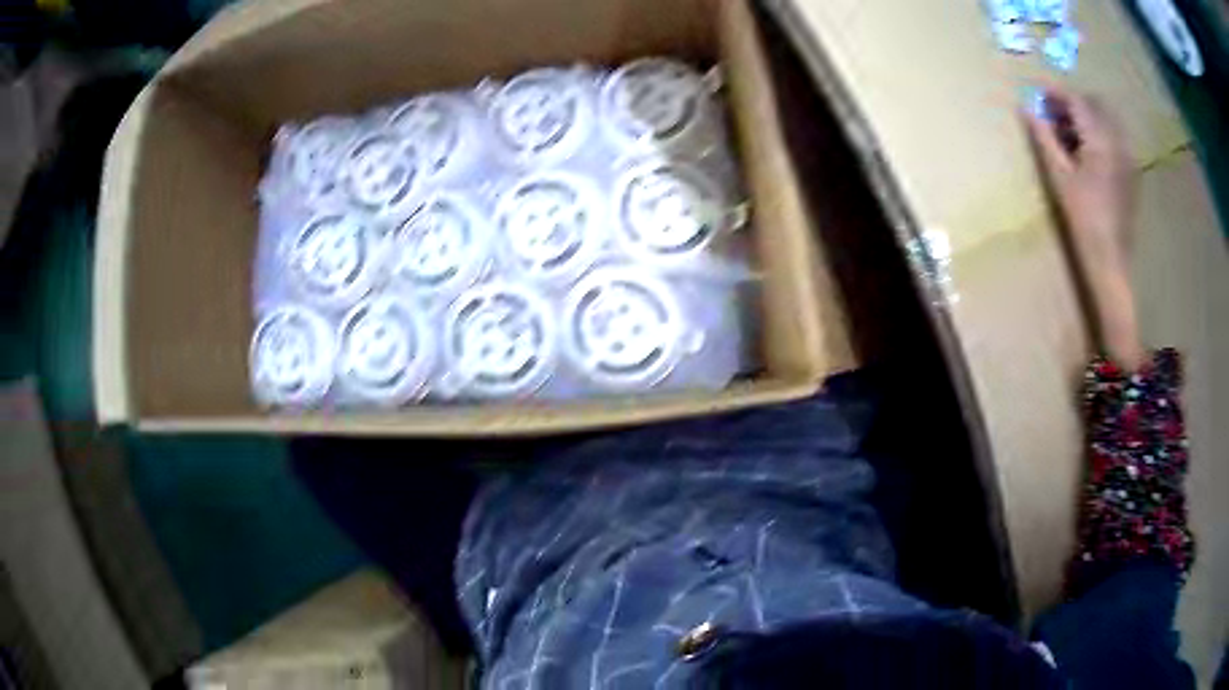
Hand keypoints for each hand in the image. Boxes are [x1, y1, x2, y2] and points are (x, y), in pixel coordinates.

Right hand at [1024, 85, 1145, 368]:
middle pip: (1095, 103)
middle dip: (1073, 102)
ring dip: (1087, 117)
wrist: (1111, 258)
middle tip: (1054, 114)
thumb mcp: (1059, 176)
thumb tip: (1026, 106)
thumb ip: (1044, 137)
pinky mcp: (1131, 170)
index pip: (1076, 100)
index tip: (1038, 93)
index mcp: (1100, 139)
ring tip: (1069, 133)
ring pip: (1107, 119)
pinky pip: (1115, 137)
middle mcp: (1117, 141)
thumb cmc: (1083, 219)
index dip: (1055, 93)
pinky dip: (1100, 133)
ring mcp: (1127, 156)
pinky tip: (1088, 151)